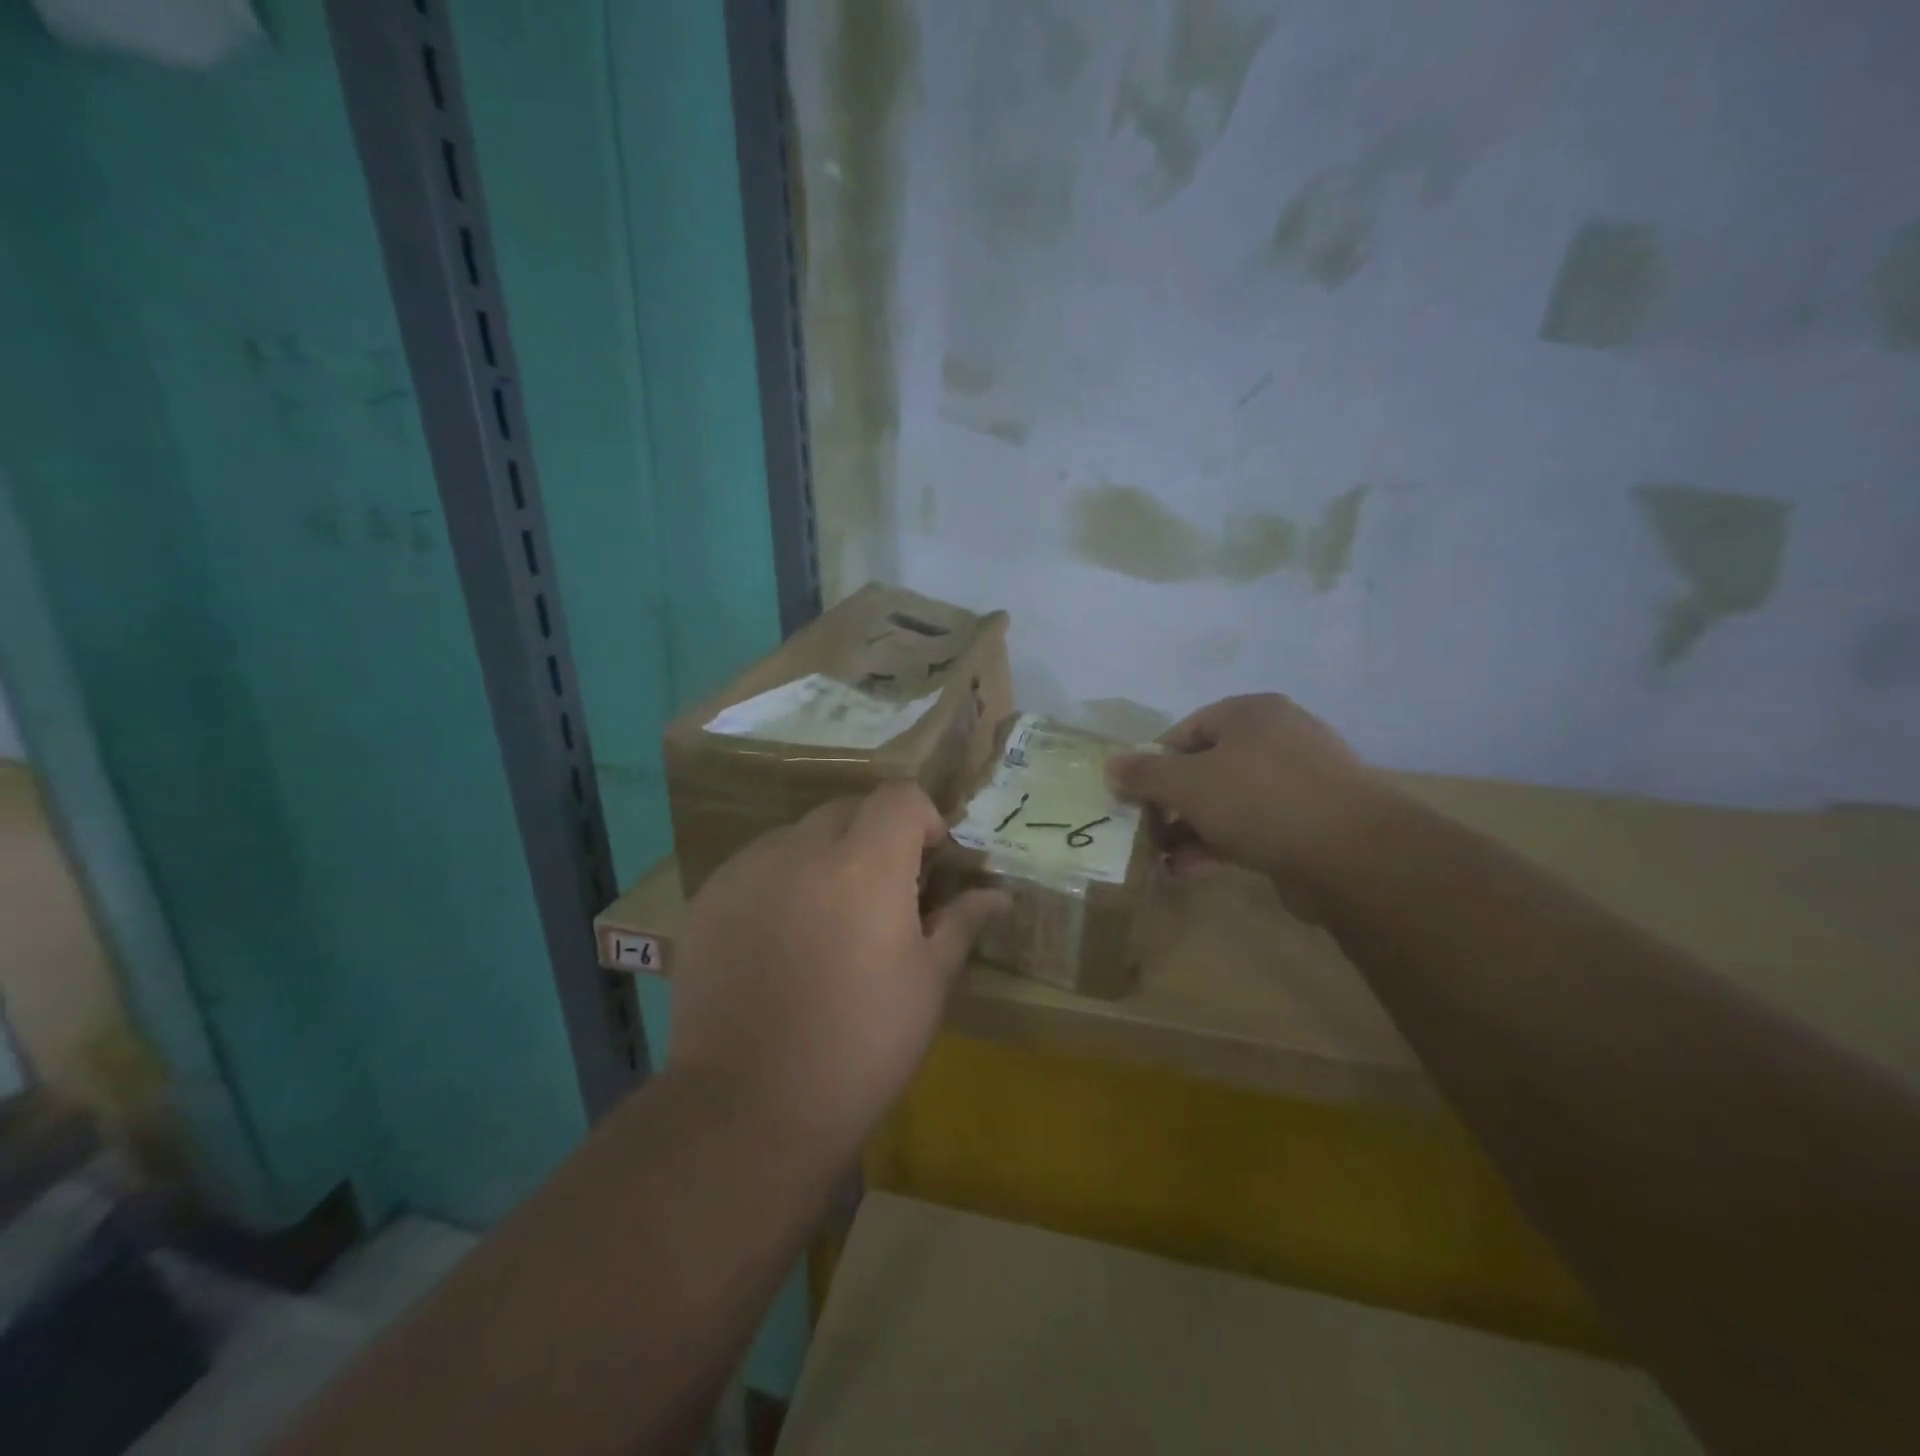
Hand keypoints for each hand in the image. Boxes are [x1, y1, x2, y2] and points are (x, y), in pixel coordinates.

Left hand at [668, 782, 1006, 1160]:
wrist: (750, 1110)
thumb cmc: (862, 1047)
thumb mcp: (928, 985)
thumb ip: (960, 923)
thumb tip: (999, 895)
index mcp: (864, 866)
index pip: (899, 797)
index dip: (922, 819)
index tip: (928, 864)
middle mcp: (800, 850)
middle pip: (848, 810)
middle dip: (874, 837)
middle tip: (881, 895)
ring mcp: (746, 871)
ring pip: (798, 835)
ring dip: (824, 857)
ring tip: (827, 919)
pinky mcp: (707, 899)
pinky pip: (755, 865)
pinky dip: (779, 881)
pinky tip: (780, 939)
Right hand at [1105, 694, 1395, 909]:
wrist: (1353, 854)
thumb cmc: (1260, 800)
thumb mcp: (1189, 783)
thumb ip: (1145, 774)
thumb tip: (1109, 764)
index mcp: (1251, 713)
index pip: (1186, 730)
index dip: (1153, 762)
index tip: (1132, 795)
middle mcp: (1277, 738)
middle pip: (1206, 767)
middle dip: (1171, 802)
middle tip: (1145, 829)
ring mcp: (1299, 781)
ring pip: (1228, 801)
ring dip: (1191, 828)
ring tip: (1161, 857)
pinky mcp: (1311, 821)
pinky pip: (1252, 826)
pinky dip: (1220, 844)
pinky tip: (1190, 870)